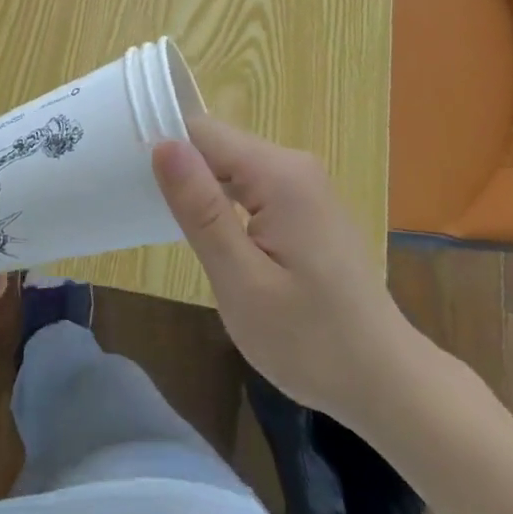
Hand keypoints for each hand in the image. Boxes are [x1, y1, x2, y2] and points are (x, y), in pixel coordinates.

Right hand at [152, 116, 427, 432]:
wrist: (385, 381)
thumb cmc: (310, 341)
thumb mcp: (242, 281)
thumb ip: (201, 210)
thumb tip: (163, 144)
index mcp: (279, 174)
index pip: (204, 132)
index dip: (164, 147)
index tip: (126, 175)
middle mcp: (295, 166)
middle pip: (219, 147)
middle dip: (182, 172)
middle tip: (144, 211)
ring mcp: (305, 186)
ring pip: (233, 168)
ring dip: (202, 191)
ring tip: (170, 227)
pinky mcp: (307, 207)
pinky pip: (253, 187)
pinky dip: (226, 206)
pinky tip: (214, 239)